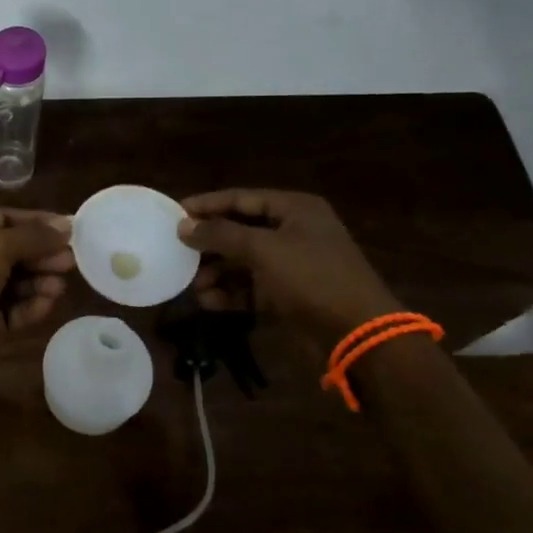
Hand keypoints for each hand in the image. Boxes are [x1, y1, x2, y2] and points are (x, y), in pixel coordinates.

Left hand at [0, 209, 74, 381]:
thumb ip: (32, 237)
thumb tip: (66, 226)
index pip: (5, 219)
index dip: (37, 223)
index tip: (70, 229)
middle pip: (13, 251)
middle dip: (42, 255)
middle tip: (71, 262)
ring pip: (15, 282)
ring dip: (39, 282)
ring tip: (59, 286)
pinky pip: (11, 310)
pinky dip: (29, 306)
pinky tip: (47, 304)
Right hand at [177, 189, 401, 343]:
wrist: (357, 333)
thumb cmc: (312, 278)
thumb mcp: (263, 250)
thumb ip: (220, 235)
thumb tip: (183, 225)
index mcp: (294, 210)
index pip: (241, 199)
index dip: (207, 204)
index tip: (174, 212)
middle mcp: (293, 232)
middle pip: (240, 231)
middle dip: (210, 245)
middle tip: (178, 252)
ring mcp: (292, 265)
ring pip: (243, 262)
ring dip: (217, 273)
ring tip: (193, 285)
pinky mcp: (288, 294)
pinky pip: (252, 287)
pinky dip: (231, 293)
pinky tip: (209, 302)